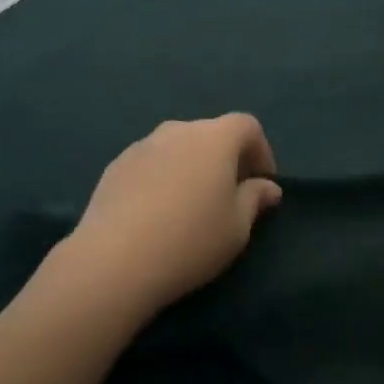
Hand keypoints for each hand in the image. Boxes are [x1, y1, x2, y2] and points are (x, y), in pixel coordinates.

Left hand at [61, 115, 281, 317]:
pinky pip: (151, 162)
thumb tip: (267, 186)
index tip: (262, 183)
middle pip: (210, 133)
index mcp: (214, 138)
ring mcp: (143, 144)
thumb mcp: (237, 228)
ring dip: (191, 166)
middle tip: (229, 195)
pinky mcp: (117, 164)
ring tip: (190, 205)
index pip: (246, 125)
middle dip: (225, 158)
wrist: (115, 258)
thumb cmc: (190, 240)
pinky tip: (156, 212)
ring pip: (178, 146)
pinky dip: (162, 176)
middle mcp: (178, 130)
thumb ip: (255, 199)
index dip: (261, 150)